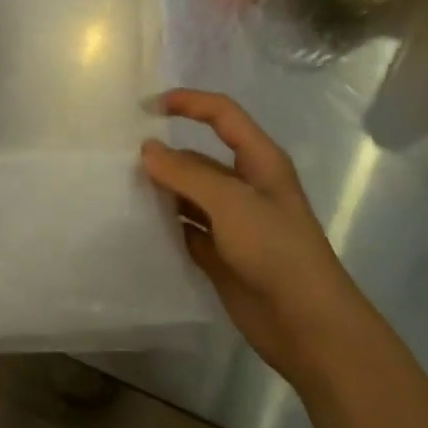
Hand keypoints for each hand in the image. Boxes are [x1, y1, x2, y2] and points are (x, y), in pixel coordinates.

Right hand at [140, 89, 355, 383]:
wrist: (307, 325)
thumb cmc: (275, 250)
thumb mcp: (231, 202)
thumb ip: (186, 174)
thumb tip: (147, 149)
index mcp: (260, 162)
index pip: (222, 116)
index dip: (189, 103)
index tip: (146, 107)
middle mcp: (246, 187)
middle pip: (199, 158)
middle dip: (165, 155)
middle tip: (120, 159)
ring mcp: (233, 223)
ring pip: (189, 195)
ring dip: (161, 191)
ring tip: (120, 189)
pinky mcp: (222, 255)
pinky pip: (186, 230)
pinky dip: (165, 226)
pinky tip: (137, 225)